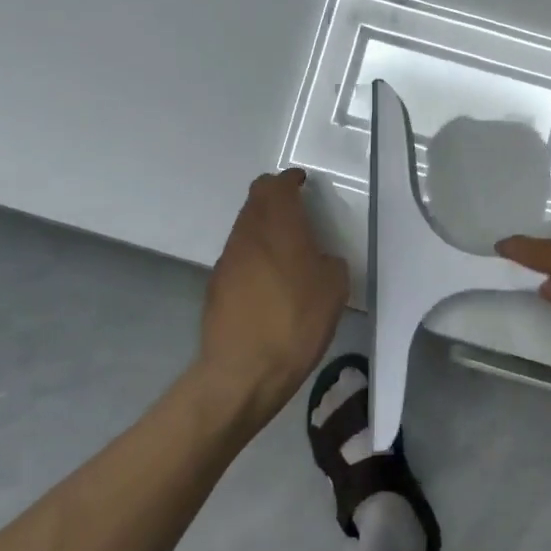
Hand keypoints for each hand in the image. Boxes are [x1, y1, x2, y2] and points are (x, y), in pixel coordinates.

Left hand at [197, 170, 349, 430]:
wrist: (244, 370)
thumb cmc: (296, 322)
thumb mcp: (334, 288)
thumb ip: (328, 261)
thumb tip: (318, 259)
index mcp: (278, 226)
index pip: (274, 185)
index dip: (289, 181)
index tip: (303, 184)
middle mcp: (247, 234)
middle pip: (255, 201)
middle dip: (275, 200)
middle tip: (298, 213)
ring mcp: (227, 260)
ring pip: (245, 228)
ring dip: (264, 228)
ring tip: (287, 250)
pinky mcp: (216, 286)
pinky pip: (239, 256)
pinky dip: (254, 256)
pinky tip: (270, 282)